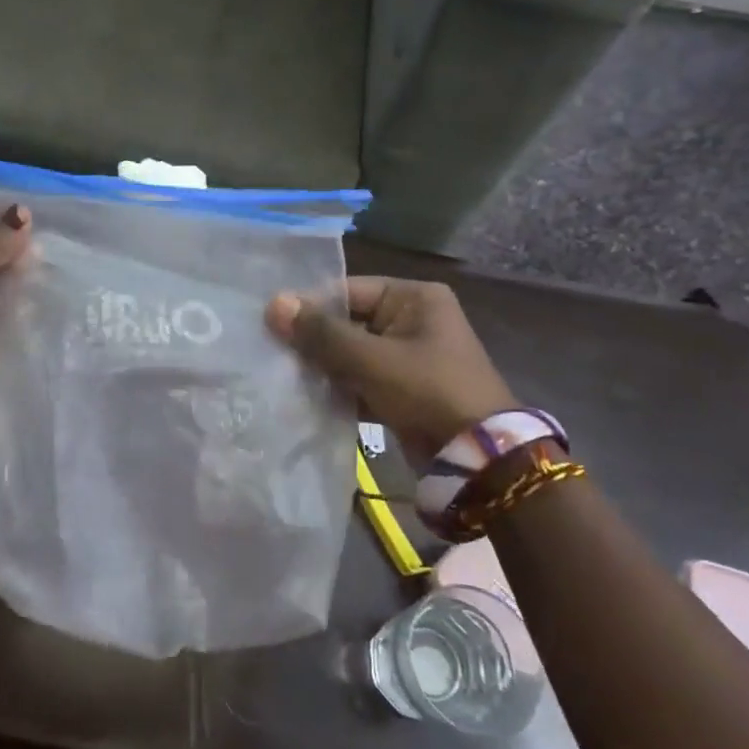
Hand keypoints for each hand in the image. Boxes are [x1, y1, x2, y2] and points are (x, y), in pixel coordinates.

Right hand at [265, 277, 516, 461]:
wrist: (478, 458)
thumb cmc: (427, 391)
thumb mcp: (371, 359)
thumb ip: (321, 333)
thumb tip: (274, 304)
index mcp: (414, 298)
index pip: (348, 291)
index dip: (309, 307)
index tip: (270, 323)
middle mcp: (412, 320)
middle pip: (348, 322)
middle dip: (313, 340)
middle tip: (270, 351)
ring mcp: (408, 357)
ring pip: (351, 353)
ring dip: (322, 367)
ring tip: (281, 375)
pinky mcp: (403, 389)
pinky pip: (361, 379)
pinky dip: (338, 388)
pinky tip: (305, 397)